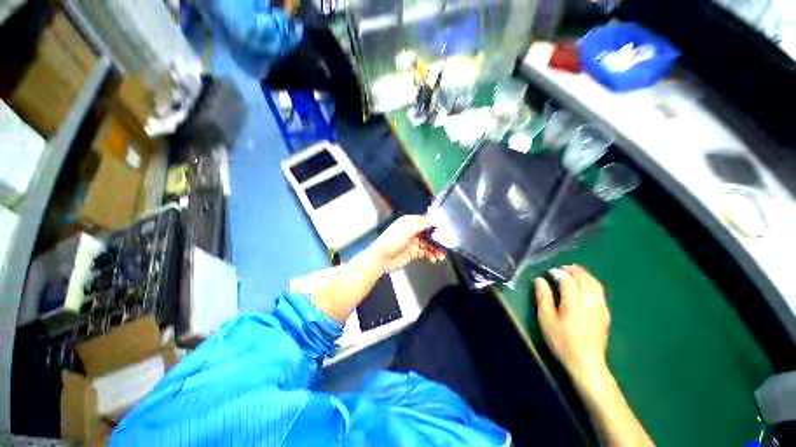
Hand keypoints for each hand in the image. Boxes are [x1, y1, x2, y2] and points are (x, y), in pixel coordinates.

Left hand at [367, 215, 445, 274]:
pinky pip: (425, 253)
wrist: (381, 259)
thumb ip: (421, 224)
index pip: (425, 221)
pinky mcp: (413, 253)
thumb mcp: (407, 229)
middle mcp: (412, 231)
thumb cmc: (391, 241)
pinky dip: (430, 256)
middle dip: (437, 240)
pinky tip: (434, 259)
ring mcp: (413, 243)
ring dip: (435, 250)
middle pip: (429, 234)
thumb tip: (433, 220)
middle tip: (445, 246)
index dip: (434, 225)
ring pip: (428, 245)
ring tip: (441, 256)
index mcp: (409, 223)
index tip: (444, 230)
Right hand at [535, 265, 610, 384]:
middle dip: (573, 270)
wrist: (587, 363)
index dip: (557, 272)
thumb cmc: (562, 341)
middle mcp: (590, 300)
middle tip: (561, 268)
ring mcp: (601, 307)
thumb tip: (540, 279)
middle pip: (584, 278)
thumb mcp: (546, 319)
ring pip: (594, 283)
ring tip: (574, 272)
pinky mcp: (605, 314)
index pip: (567, 279)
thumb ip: (543, 297)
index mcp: (574, 301)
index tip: (549, 272)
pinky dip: (592, 283)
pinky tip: (586, 286)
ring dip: (584, 274)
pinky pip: (600, 292)